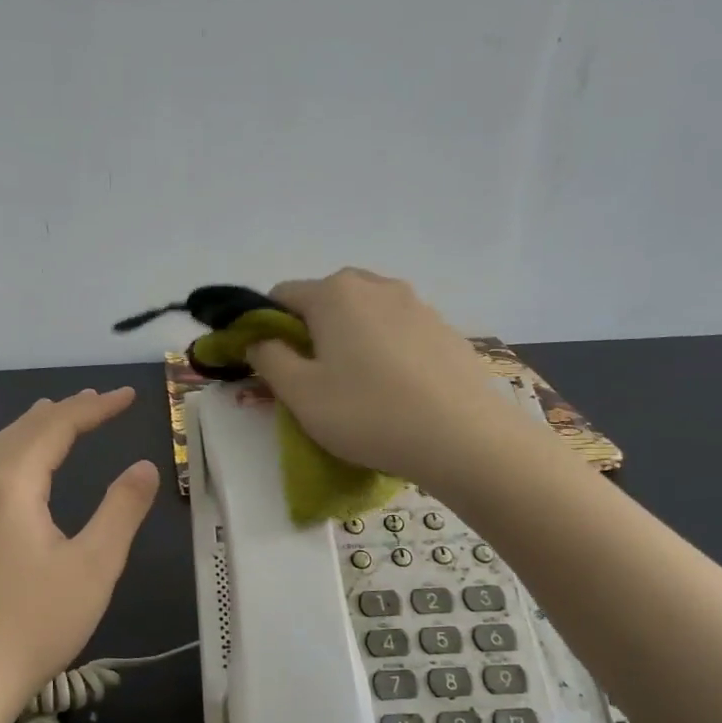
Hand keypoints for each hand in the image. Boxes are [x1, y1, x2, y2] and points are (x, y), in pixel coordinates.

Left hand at [0, 388, 159, 718]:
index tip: (129, 395)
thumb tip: (144, 466)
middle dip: (66, 410)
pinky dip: (22, 448)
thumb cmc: (39, 619)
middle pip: (25, 430)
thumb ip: (121, 509)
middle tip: (102, 400)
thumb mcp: (94, 564)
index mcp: (13, 486)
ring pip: (5, 447)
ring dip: (39, 426)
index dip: (94, 408)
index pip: (56, 428)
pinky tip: (31, 463)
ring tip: (65, 413)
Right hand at [248, 268, 518, 488]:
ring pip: (365, 314)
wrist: (462, 437)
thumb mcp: (300, 393)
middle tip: (315, 378)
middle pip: (327, 299)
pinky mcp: (444, 328)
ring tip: (358, 386)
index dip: (267, 327)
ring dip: (350, 339)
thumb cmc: (367, 413)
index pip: (281, 295)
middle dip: (312, 331)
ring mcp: (416, 304)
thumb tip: (259, 340)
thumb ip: (269, 359)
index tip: (273, 365)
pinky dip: (386, 349)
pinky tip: (395, 390)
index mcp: (334, 293)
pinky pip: (399, 331)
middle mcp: (376, 285)